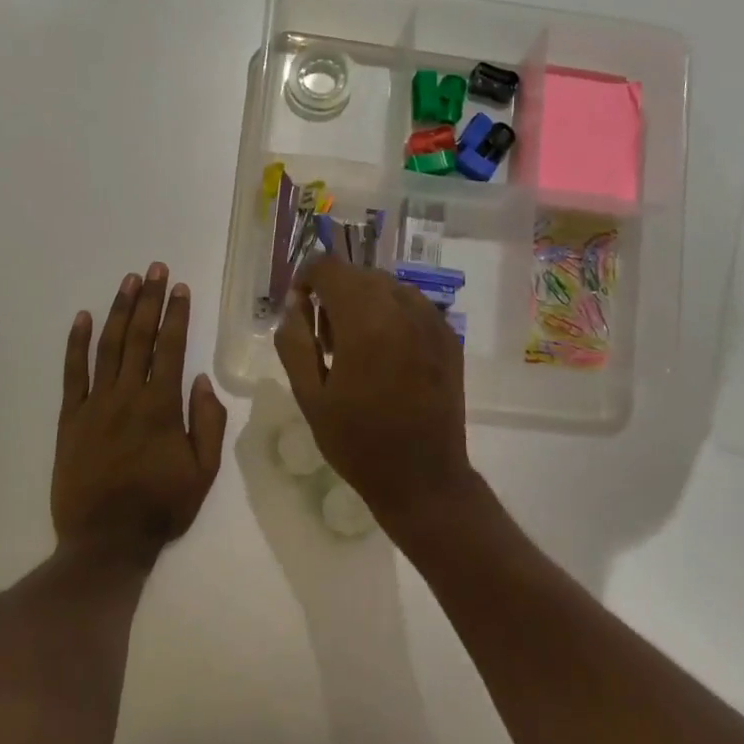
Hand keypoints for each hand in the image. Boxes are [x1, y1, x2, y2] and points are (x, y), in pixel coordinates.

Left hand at [53, 263, 227, 573]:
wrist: (106, 541)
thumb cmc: (161, 508)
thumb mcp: (203, 473)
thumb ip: (207, 424)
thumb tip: (204, 380)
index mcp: (162, 407)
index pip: (171, 349)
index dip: (176, 315)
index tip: (180, 287)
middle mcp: (127, 396)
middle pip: (139, 338)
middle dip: (148, 300)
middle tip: (154, 268)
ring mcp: (94, 405)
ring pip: (107, 347)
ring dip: (118, 311)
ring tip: (128, 281)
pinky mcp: (69, 418)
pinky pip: (72, 373)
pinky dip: (75, 344)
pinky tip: (81, 318)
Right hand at [273, 255, 476, 529]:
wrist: (422, 477)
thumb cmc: (357, 441)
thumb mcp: (309, 395)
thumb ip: (294, 340)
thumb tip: (293, 303)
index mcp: (365, 320)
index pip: (328, 267)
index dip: (306, 279)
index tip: (299, 309)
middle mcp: (403, 308)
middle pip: (359, 274)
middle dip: (334, 294)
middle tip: (324, 340)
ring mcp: (432, 320)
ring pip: (388, 287)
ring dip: (364, 303)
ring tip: (355, 348)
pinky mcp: (450, 337)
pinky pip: (412, 307)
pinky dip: (392, 316)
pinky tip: (386, 356)